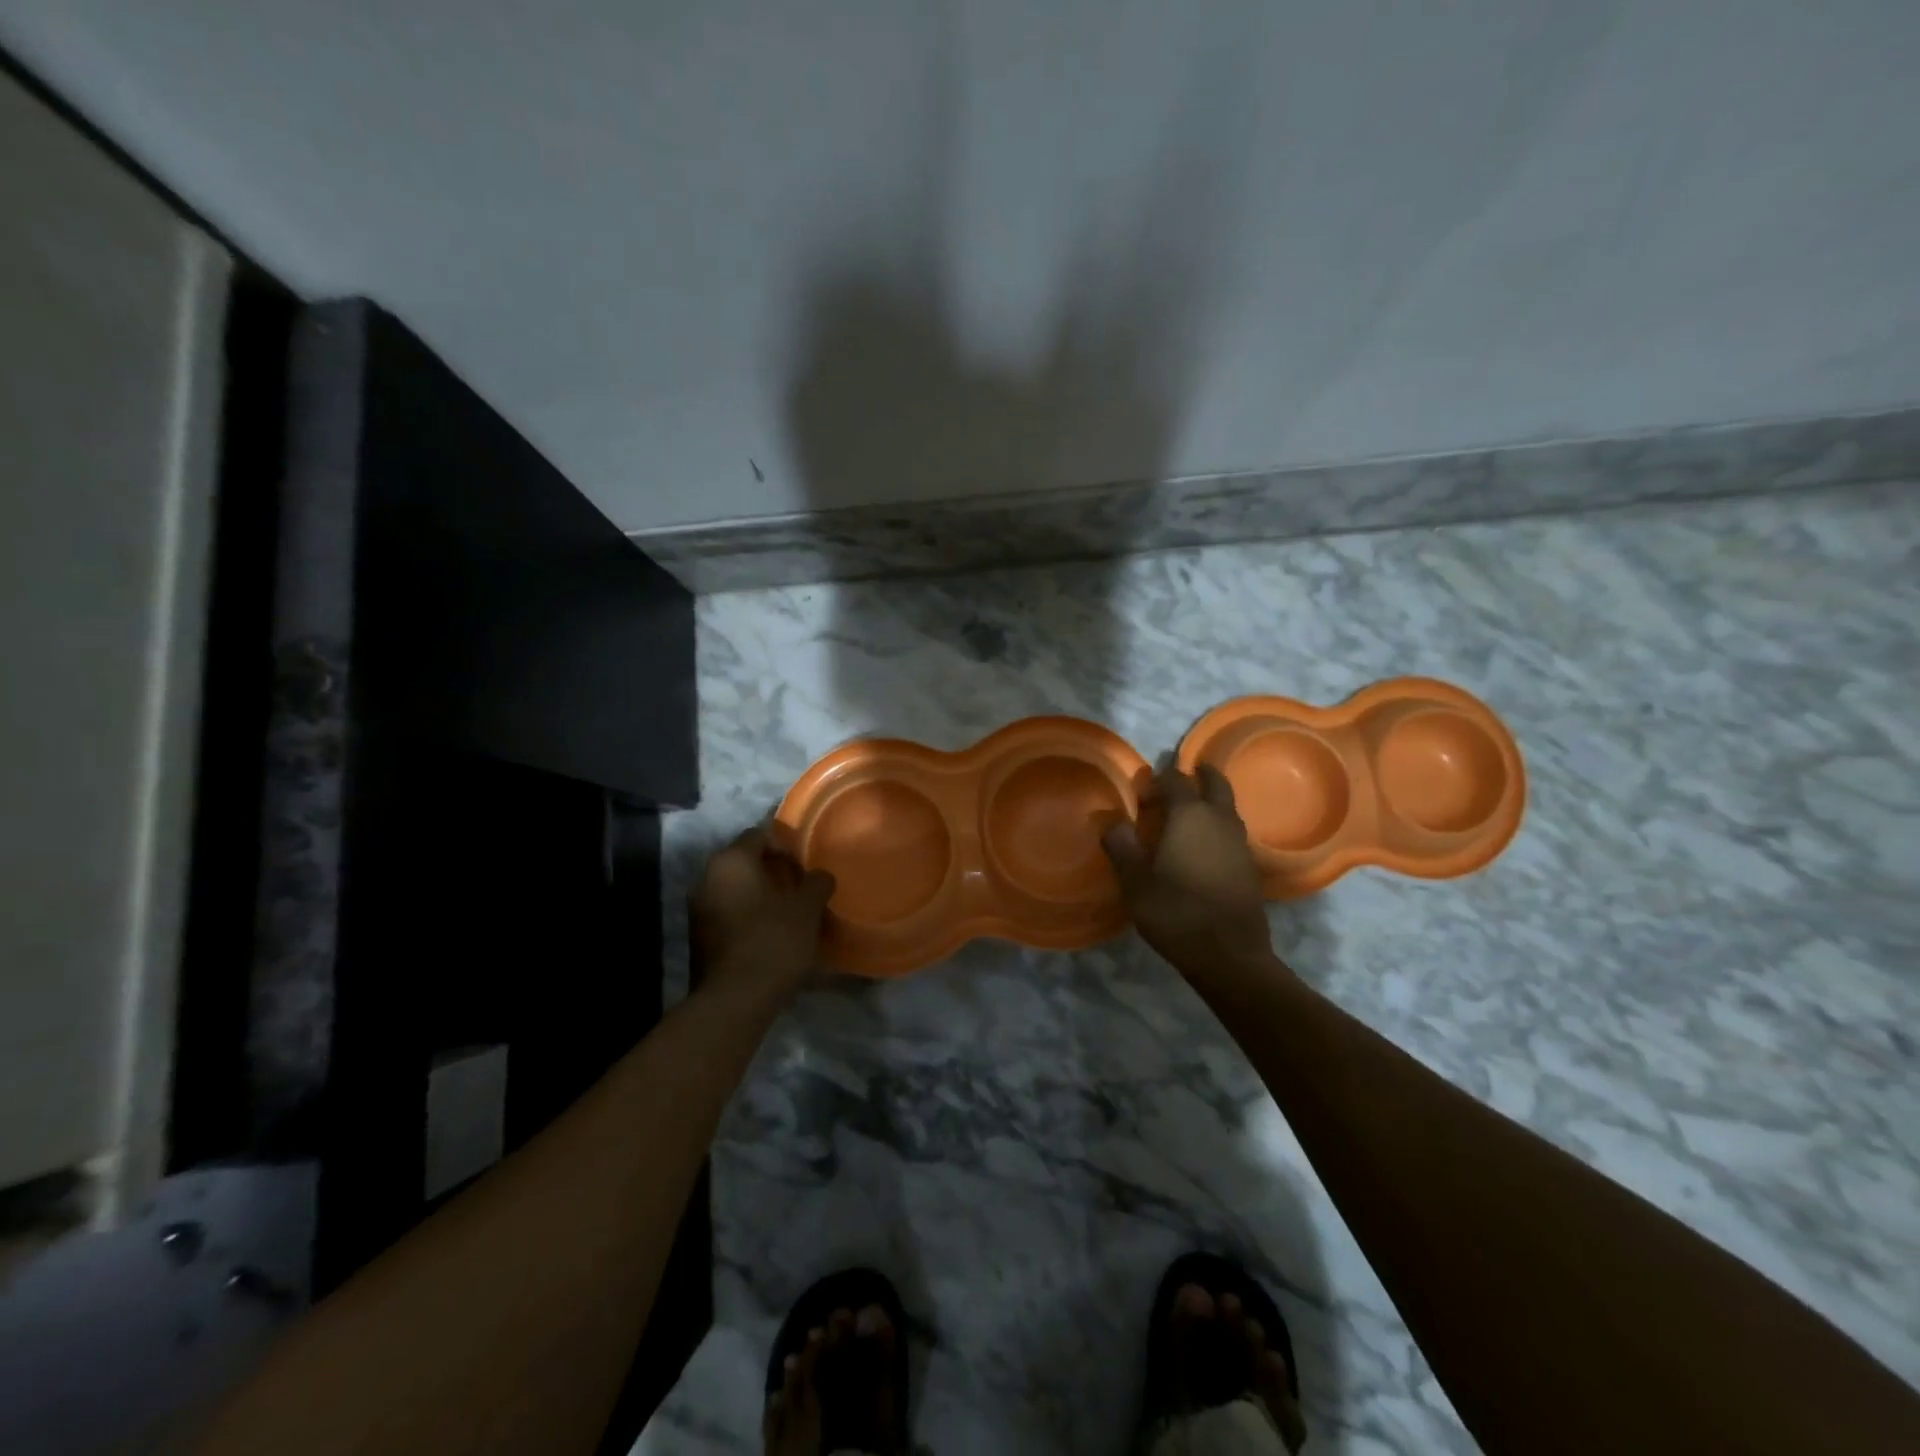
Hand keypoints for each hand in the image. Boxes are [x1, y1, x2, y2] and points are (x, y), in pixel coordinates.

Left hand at [690, 826, 836, 1009]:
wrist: (734, 1001)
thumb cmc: (773, 941)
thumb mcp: (807, 908)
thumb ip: (817, 883)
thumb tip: (820, 876)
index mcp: (731, 861)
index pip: (759, 834)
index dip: (785, 845)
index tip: (806, 865)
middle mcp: (706, 878)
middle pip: (744, 862)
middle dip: (773, 871)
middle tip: (800, 887)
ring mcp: (698, 909)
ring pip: (735, 889)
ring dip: (759, 895)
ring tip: (789, 912)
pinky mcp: (698, 938)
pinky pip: (727, 913)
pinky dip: (747, 916)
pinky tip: (770, 934)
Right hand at [1101, 764, 1282, 988]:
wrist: (1228, 955)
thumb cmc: (1176, 912)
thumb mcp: (1135, 882)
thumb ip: (1120, 845)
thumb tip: (1109, 819)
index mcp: (1189, 815)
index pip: (1174, 780)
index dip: (1156, 781)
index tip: (1139, 796)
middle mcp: (1219, 820)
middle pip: (1215, 783)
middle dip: (1199, 774)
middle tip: (1184, 774)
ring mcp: (1239, 842)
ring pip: (1227, 807)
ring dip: (1211, 800)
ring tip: (1189, 811)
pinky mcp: (1249, 865)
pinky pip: (1232, 830)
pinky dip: (1218, 825)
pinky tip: (1203, 845)